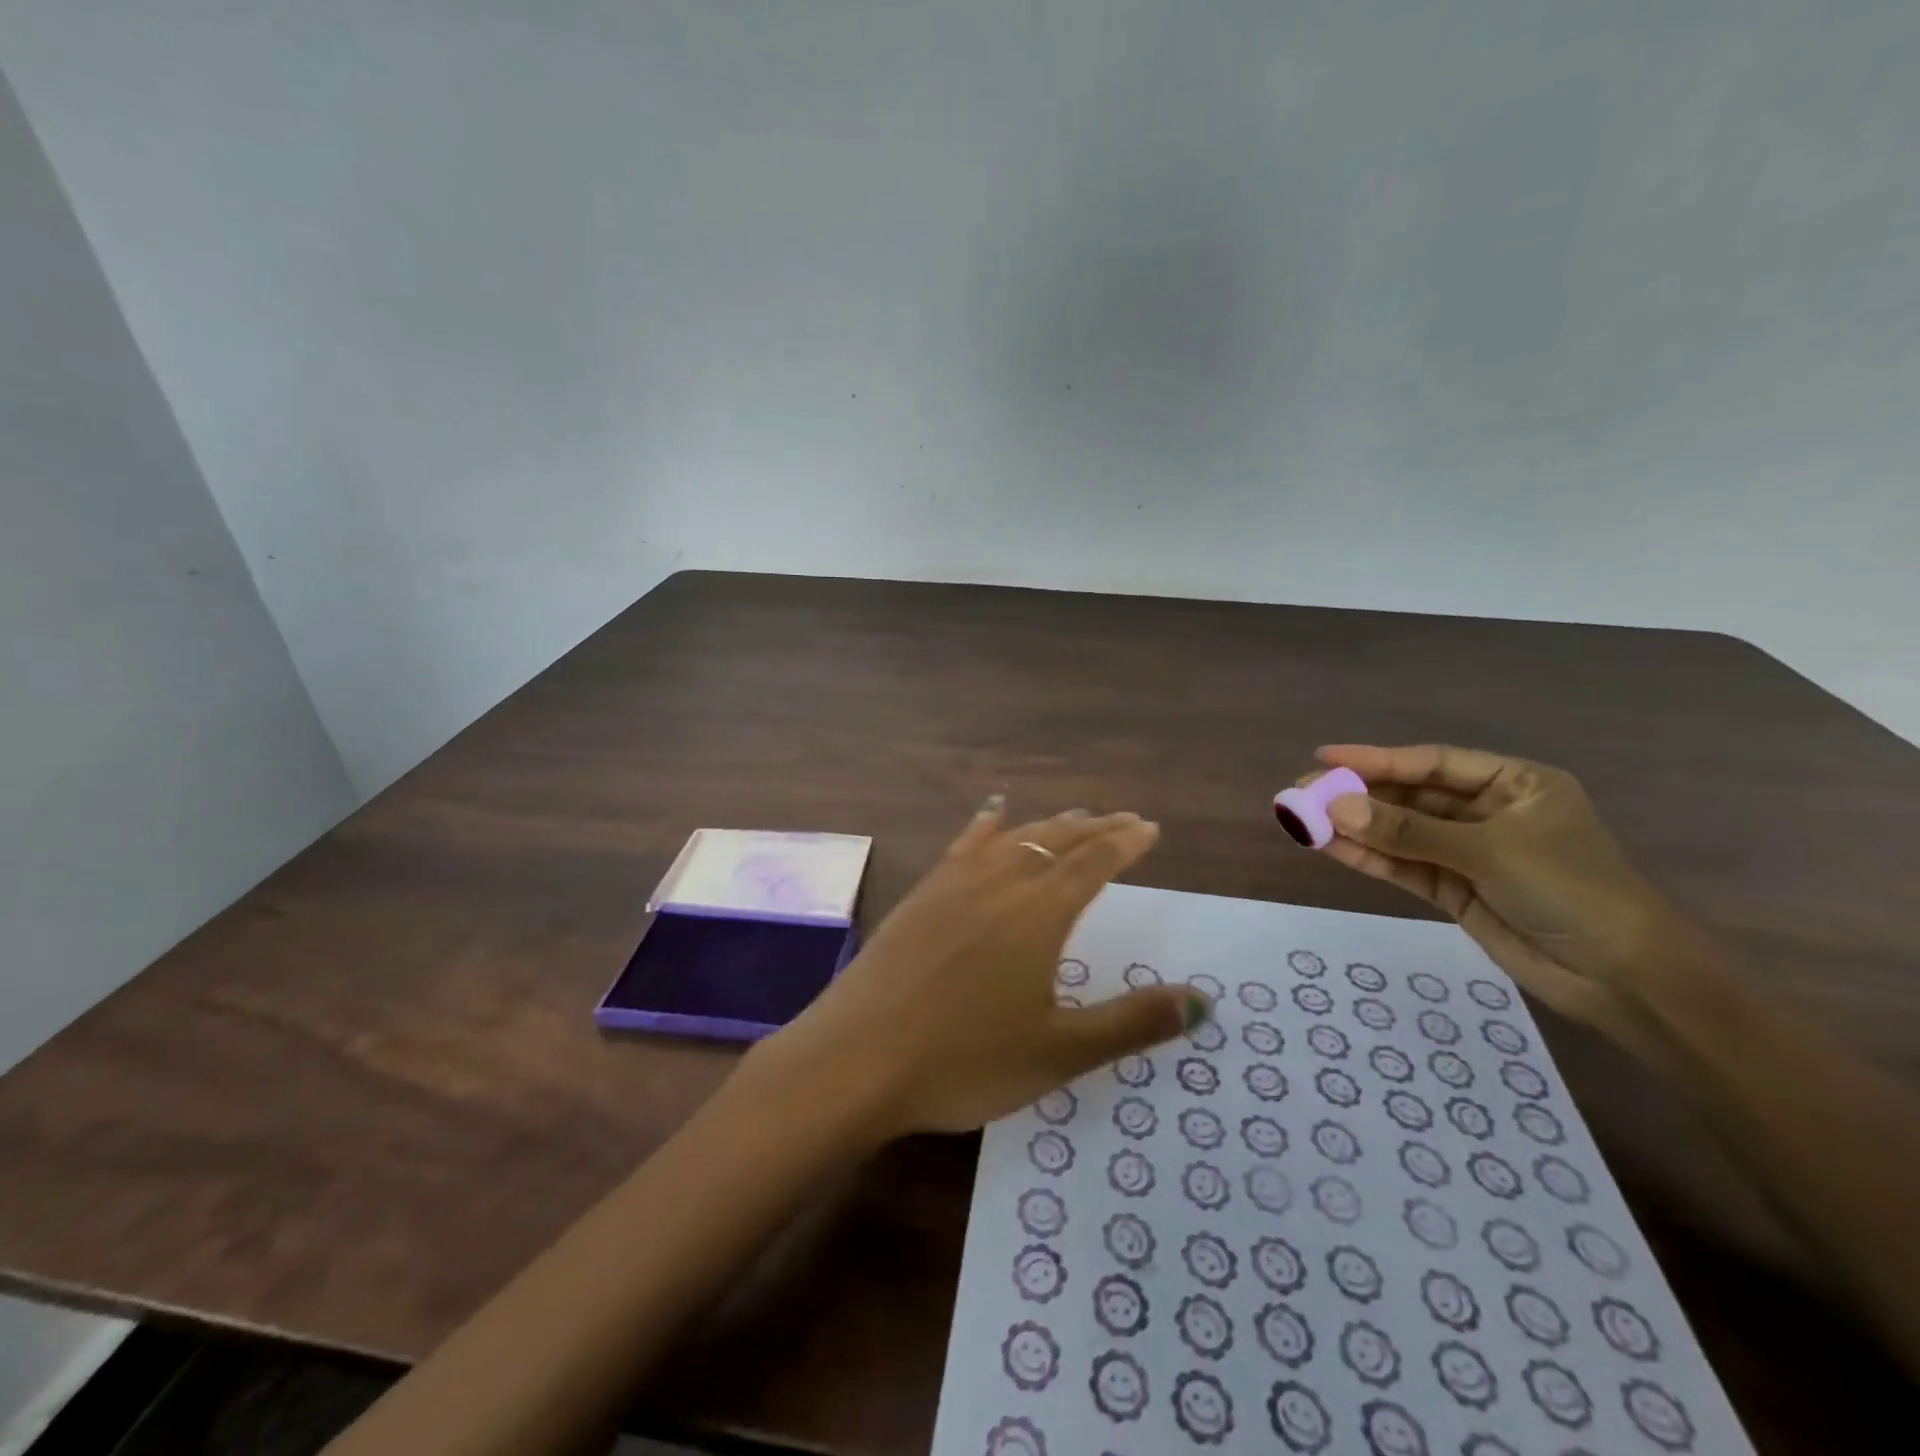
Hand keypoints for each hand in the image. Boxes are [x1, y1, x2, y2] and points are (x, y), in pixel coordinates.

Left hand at [749, 799, 1207, 1140]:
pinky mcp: (920, 896)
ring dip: (1048, 825)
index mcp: (1038, 913)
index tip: (1149, 827)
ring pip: (1012, 838)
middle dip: (1095, 828)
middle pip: (1056, 841)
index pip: (1094, 862)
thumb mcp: (1058, 1052)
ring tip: (1073, 816)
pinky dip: (986, 825)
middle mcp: (999, 883)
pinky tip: (992, 813)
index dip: (1125, 842)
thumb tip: (1202, 1000)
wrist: (856, 1060)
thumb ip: (1132, 1022)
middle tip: (1123, 819)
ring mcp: (953, 885)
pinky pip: (962, 846)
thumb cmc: (964, 1061)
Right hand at [1300, 744, 1707, 1052]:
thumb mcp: (1488, 851)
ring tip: (1301, 817)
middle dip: (1358, 794)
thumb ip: (1408, 830)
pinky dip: (1367, 856)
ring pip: (1400, 832)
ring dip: (1354, 826)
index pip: (1433, 762)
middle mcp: (1488, 812)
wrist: (1622, 978)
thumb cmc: (1571, 890)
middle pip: (1411, 795)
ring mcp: (1468, 853)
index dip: (1377, 758)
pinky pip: (1402, 865)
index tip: (1325, 756)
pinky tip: (1328, 845)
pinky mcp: (1454, 889)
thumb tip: (1335, 806)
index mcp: (1514, 784)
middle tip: (1302, 791)